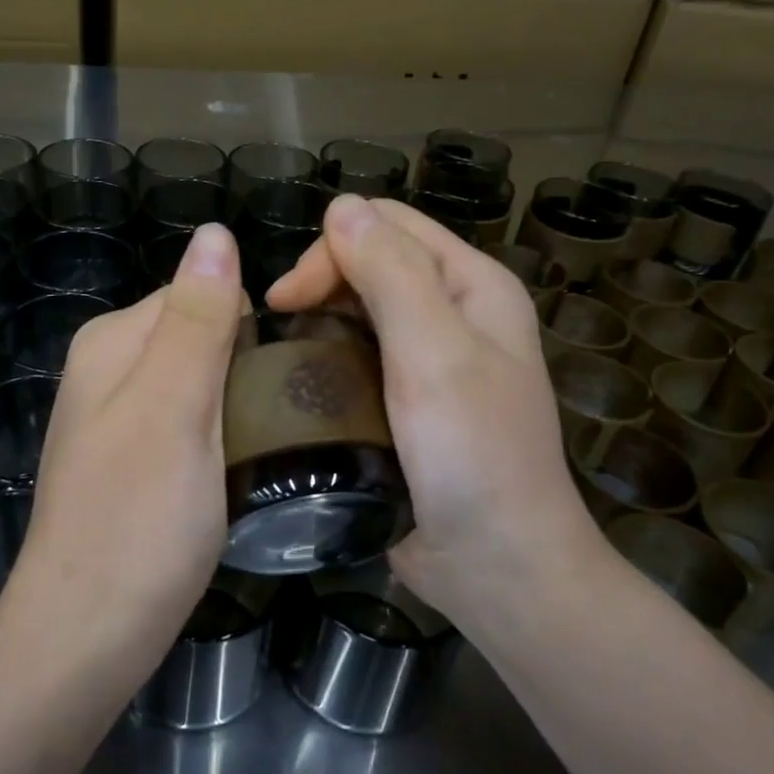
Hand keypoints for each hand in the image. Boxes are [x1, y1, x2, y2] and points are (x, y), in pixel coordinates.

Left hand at [0, 222, 243, 694]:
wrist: (86, 637)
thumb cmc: (137, 521)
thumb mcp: (175, 409)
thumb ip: (197, 321)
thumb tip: (215, 233)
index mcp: (114, 340)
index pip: (204, 293)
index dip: (253, 325)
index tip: (293, 373)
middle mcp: (109, 367)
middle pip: (204, 336)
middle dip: (248, 366)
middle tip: (289, 419)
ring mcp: (118, 417)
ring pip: (203, 383)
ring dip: (241, 404)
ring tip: (275, 447)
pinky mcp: (133, 461)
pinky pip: (192, 423)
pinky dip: (223, 436)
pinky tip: (241, 470)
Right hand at [266, 195, 611, 637]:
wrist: (496, 567)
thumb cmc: (472, 456)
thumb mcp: (434, 354)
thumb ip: (391, 274)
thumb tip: (341, 206)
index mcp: (472, 286)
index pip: (389, 225)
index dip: (333, 247)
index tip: (286, 299)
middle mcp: (454, 313)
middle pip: (373, 262)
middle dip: (320, 280)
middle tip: (276, 323)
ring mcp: (430, 361)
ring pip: (359, 310)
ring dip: (318, 319)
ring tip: (280, 354)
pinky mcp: (405, 403)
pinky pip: (357, 358)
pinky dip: (326, 358)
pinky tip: (300, 383)